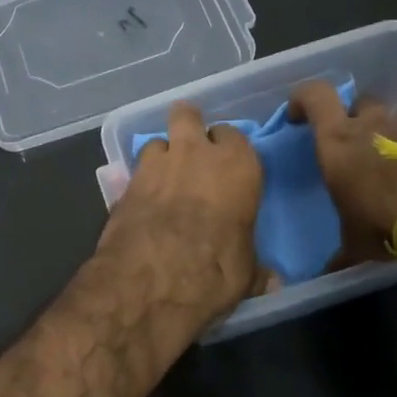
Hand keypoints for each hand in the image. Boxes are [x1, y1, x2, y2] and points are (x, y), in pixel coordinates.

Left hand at [98, 102, 263, 320]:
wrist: (152, 278)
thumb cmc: (216, 270)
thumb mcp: (245, 274)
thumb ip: (255, 269)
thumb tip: (271, 280)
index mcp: (238, 166)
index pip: (234, 136)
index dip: (227, 149)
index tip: (226, 165)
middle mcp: (197, 154)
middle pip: (188, 116)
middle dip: (188, 126)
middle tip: (189, 150)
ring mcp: (156, 164)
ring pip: (158, 141)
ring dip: (161, 156)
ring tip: (162, 178)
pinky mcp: (124, 183)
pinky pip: (134, 170)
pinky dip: (138, 181)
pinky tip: (140, 201)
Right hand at [289, 81, 396, 268]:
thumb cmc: (387, 221)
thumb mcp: (356, 243)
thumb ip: (340, 251)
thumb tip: (327, 272)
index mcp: (338, 142)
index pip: (314, 96)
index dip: (303, 99)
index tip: (298, 116)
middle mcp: (373, 125)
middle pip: (359, 103)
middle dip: (353, 117)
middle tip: (352, 145)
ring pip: (394, 122)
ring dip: (389, 138)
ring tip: (391, 171)